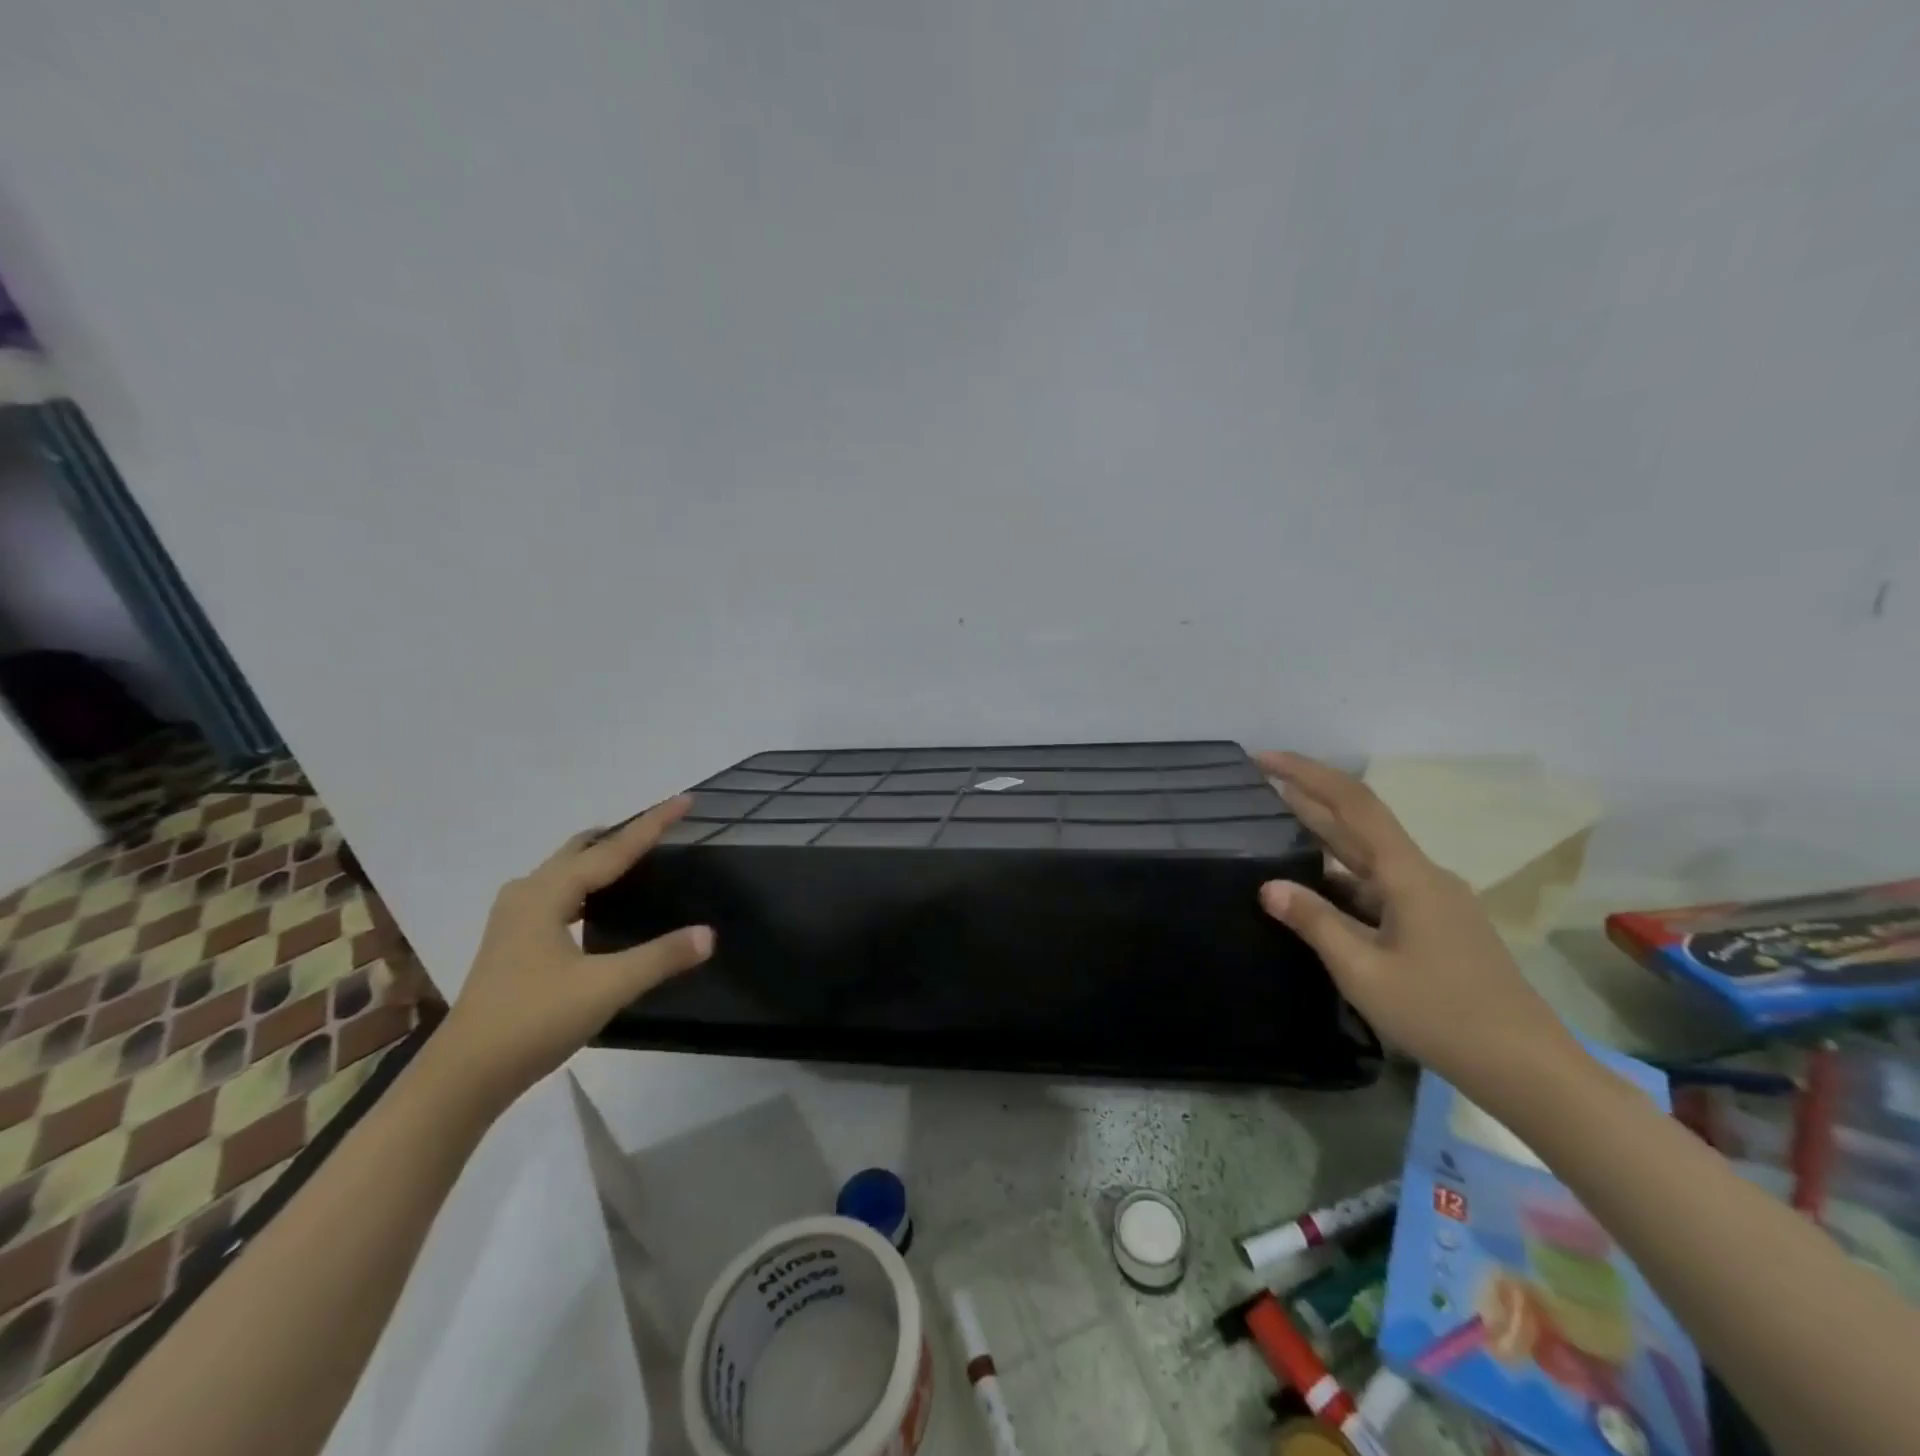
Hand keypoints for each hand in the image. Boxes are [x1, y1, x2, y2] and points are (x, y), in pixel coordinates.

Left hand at [432, 796, 713, 1108]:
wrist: (464, 1075)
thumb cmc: (533, 1020)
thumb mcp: (606, 987)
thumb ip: (660, 957)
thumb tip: (709, 934)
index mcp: (547, 894)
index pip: (612, 849)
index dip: (652, 823)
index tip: (686, 799)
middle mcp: (527, 894)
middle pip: (583, 849)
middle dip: (624, 834)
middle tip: (664, 827)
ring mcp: (514, 918)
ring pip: (566, 870)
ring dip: (602, 858)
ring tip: (639, 858)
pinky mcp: (513, 940)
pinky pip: (559, 892)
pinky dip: (587, 884)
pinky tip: (601, 903)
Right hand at [1255, 752, 1579, 1108]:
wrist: (1528, 1069)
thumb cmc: (1441, 1015)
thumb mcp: (1363, 971)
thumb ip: (1315, 922)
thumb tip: (1270, 886)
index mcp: (1409, 875)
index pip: (1353, 804)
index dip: (1307, 774)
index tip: (1264, 759)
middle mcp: (1424, 876)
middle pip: (1360, 825)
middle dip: (1309, 800)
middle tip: (1259, 786)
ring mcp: (1435, 901)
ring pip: (1369, 859)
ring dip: (1324, 840)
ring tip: (1276, 833)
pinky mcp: (1438, 926)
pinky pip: (1381, 888)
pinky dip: (1343, 879)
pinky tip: (1318, 892)